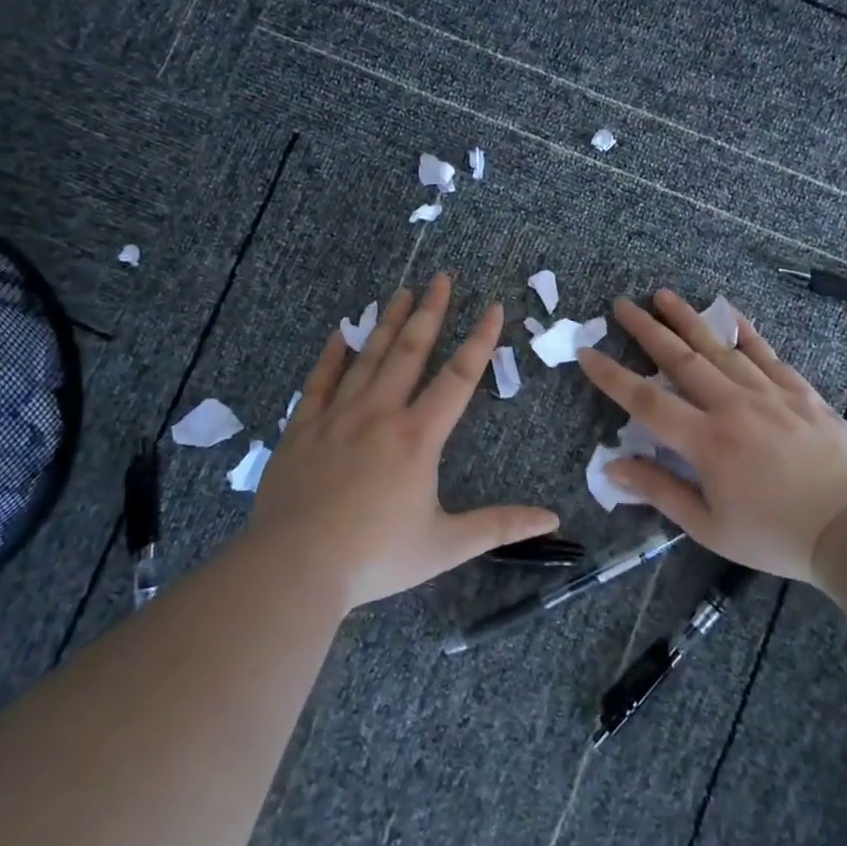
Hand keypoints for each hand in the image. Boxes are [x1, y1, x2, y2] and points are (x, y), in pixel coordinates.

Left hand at [248, 274, 558, 608]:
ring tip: (402, 292)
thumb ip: (500, 526)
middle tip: (441, 277)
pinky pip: (320, 381)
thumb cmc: (375, 557)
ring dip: (387, 322)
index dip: (480, 340)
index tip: (493, 307)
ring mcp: (337, 417)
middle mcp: (380, 414)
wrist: (293, 568)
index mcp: (418, 438)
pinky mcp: (303, 429)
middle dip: (430, 312)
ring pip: (367, 358)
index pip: (458, 378)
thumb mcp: (446, 546)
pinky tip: (339, 334)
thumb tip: (553, 519)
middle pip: (409, 351)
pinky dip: (332, 356)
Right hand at [576, 291, 846, 582]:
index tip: (587, 353)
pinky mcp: (801, 392)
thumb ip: (660, 491)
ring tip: (664, 295)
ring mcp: (770, 393)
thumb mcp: (708, 526)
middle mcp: (733, 406)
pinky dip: (745, 331)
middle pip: (681, 359)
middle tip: (622, 305)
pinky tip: (730, 314)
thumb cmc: (774, 535)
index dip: (612, 376)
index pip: (646, 400)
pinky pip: (767, 353)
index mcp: (706, 442)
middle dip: (647, 330)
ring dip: (688, 319)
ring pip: (721, 347)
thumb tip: (612, 466)